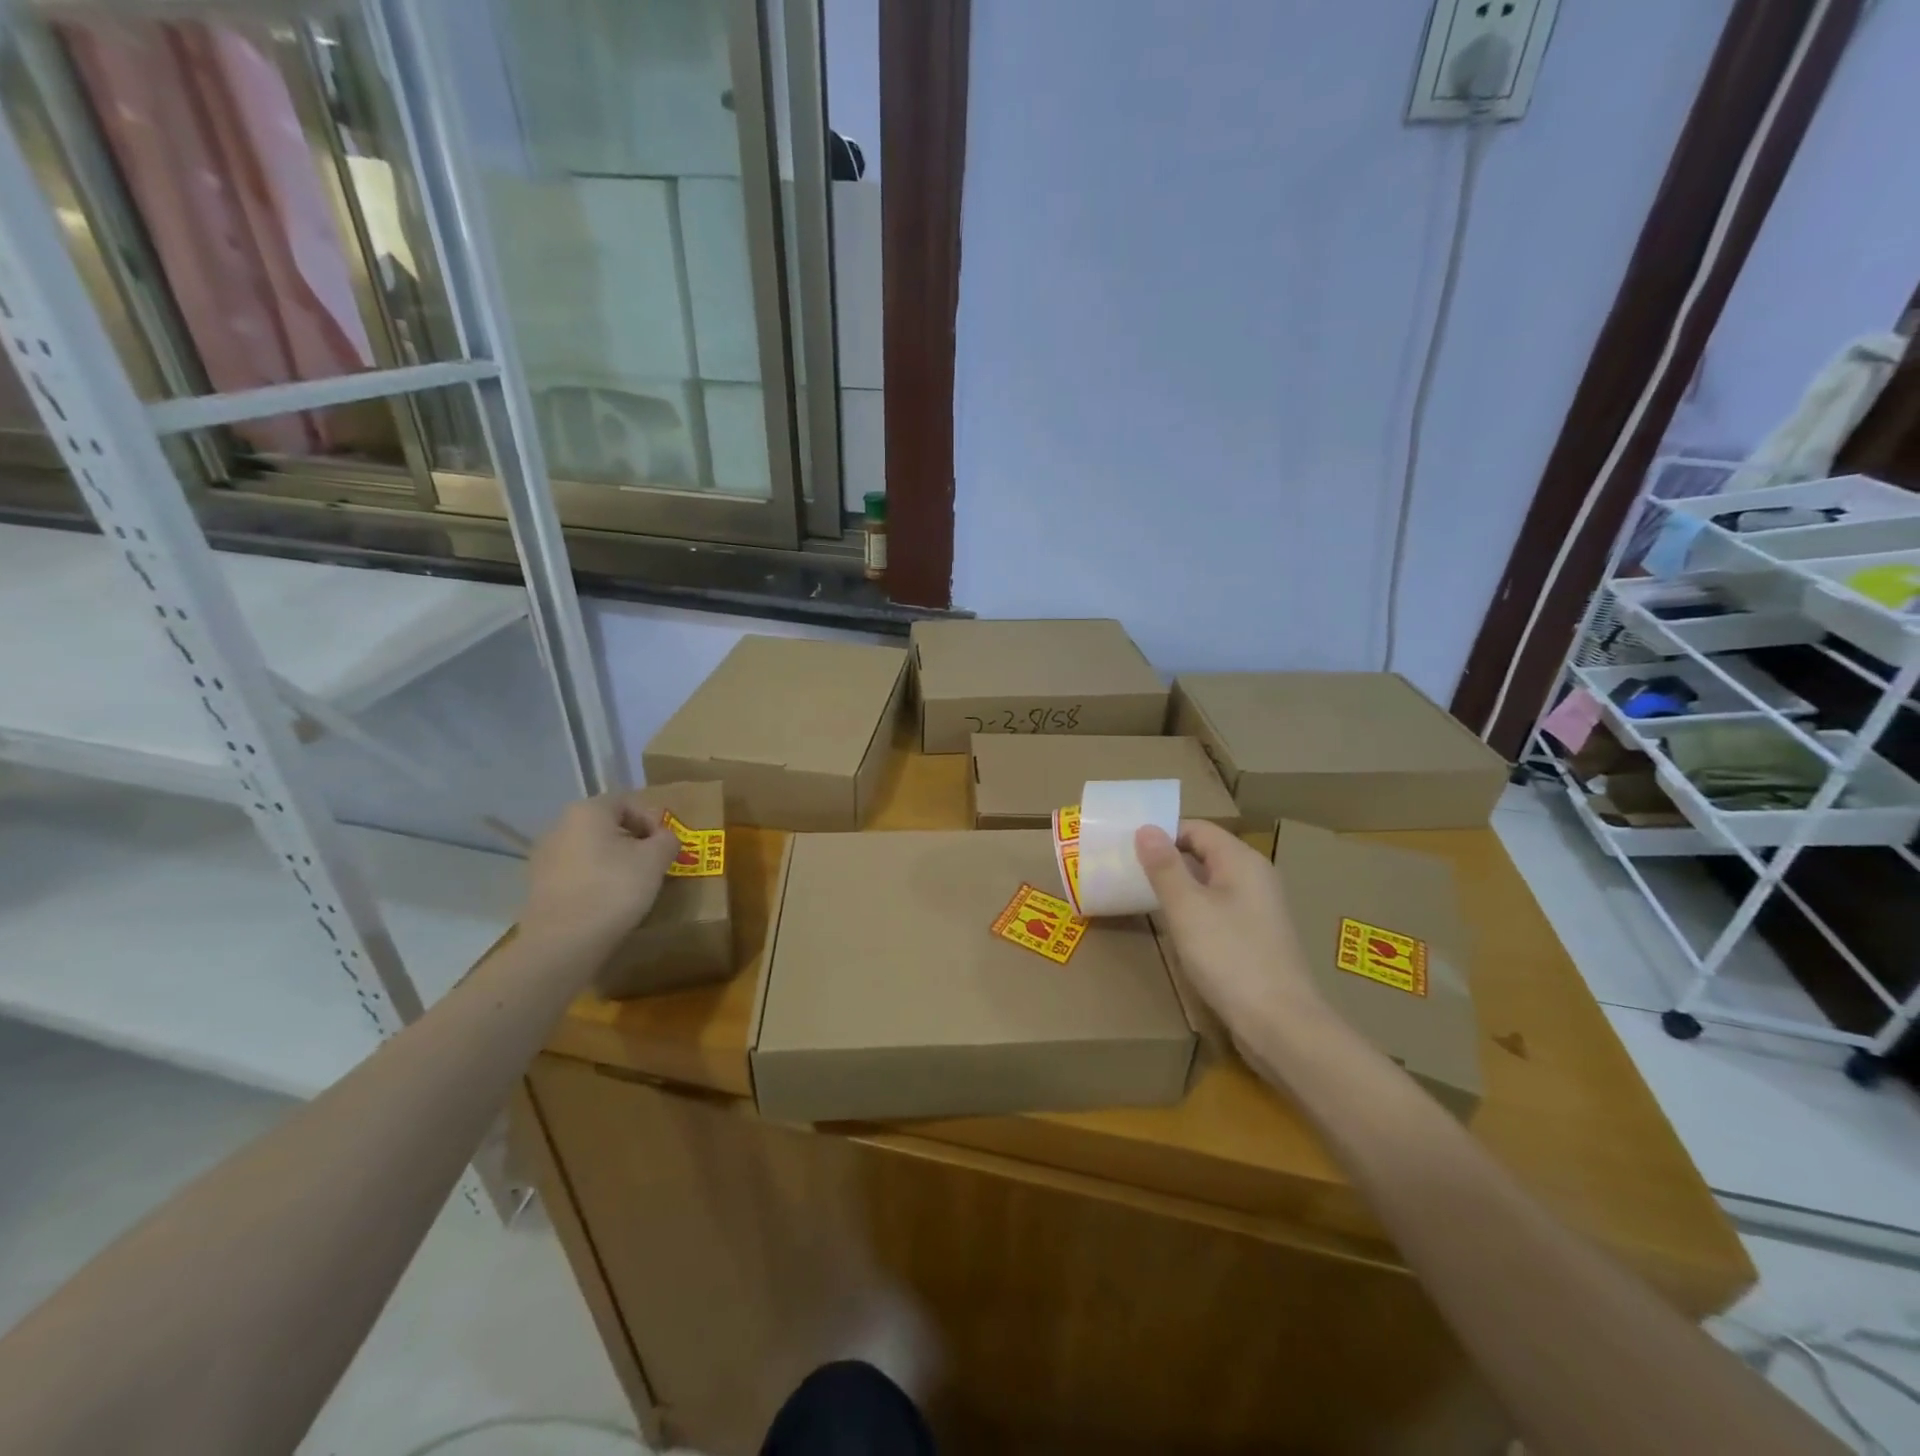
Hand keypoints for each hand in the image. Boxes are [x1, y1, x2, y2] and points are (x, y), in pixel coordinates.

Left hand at [522, 792, 680, 948]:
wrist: (563, 942)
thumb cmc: (614, 888)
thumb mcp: (655, 859)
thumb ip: (667, 839)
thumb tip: (665, 837)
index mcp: (588, 811)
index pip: (627, 803)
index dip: (652, 821)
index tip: (665, 846)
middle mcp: (560, 826)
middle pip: (606, 825)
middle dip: (633, 841)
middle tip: (653, 864)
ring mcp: (544, 857)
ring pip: (590, 850)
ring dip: (613, 861)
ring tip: (631, 885)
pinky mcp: (538, 886)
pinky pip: (576, 873)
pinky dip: (594, 880)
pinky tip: (607, 901)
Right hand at [1135, 820, 1327, 1042]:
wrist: (1280, 1025)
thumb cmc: (1230, 958)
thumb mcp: (1186, 908)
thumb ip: (1164, 866)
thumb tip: (1146, 828)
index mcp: (1242, 861)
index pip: (1197, 828)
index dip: (1162, 833)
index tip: (1127, 847)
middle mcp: (1255, 877)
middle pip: (1205, 853)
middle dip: (1168, 859)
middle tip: (1128, 871)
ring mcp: (1260, 909)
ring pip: (1211, 883)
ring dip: (1179, 886)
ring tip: (1143, 897)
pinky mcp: (1257, 937)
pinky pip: (1219, 908)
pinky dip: (1194, 910)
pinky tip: (1176, 928)